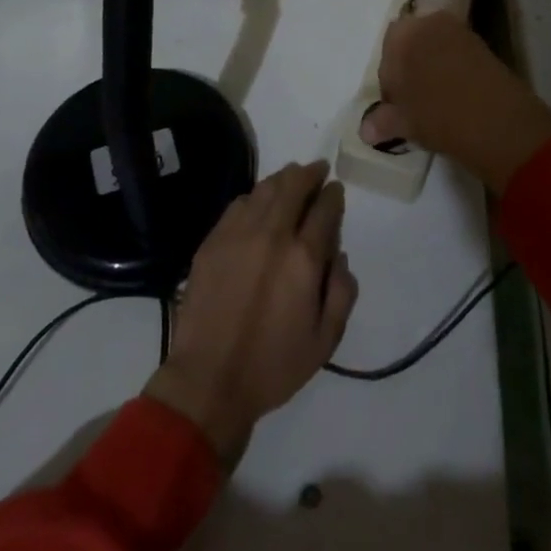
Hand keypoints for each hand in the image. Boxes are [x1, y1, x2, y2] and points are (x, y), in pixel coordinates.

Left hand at [143, 161, 357, 467]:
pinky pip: (238, 204)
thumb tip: (339, 256)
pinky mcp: (213, 240)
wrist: (209, 379)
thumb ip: (342, 292)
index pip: (325, 208)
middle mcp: (272, 235)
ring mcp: (238, 233)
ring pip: (265, 189)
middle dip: (310, 174)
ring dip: (283, 179)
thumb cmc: (273, 365)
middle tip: (318, 170)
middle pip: (294, 185)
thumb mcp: (325, 341)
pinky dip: (255, 196)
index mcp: (304, 257)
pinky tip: (259, 202)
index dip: (333, 194)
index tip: (336, 190)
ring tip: (292, 177)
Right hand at [363, 11, 550, 192]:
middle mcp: (428, 23)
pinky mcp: (482, 43)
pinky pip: (457, 53)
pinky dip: (453, 68)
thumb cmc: (438, 117)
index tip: (399, 106)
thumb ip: (382, 121)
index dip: (390, 83)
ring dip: (432, 67)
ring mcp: (458, 30)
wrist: (497, 121)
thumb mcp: (404, 123)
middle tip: (416, 101)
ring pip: (435, 47)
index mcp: (401, 36)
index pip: (386, 55)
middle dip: (410, 68)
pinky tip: (457, 95)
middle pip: (410, 44)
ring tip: (438, 100)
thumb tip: (365, 129)